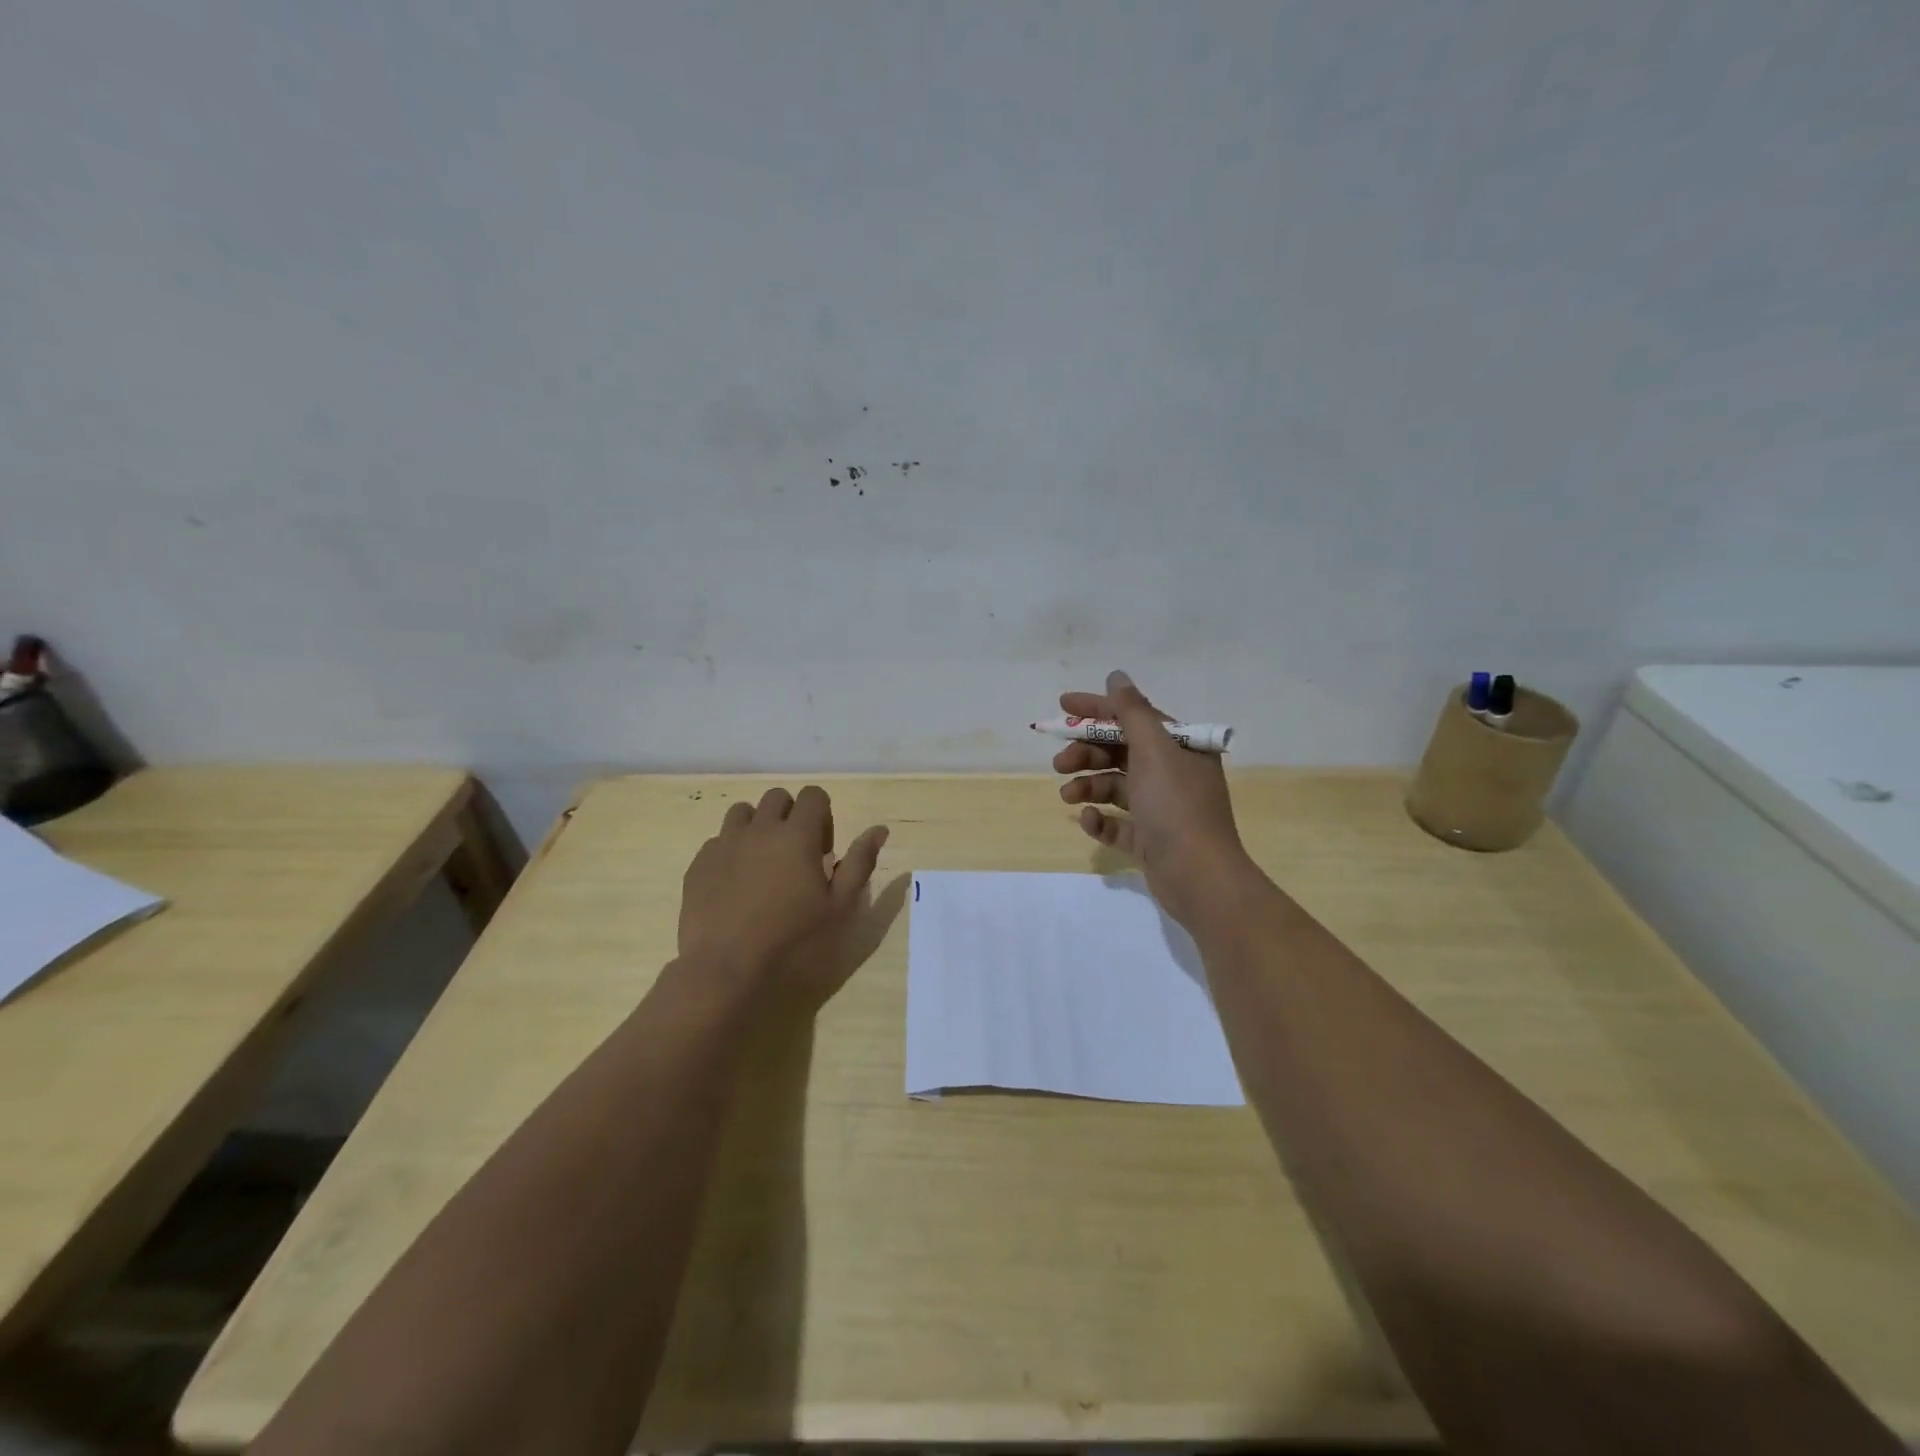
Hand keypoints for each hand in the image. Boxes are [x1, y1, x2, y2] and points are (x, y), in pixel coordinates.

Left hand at [678, 785, 888, 986]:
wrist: (726, 970)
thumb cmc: (793, 941)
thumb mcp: (840, 907)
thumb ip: (860, 863)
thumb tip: (878, 829)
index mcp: (797, 835)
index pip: (813, 795)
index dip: (822, 815)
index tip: (822, 851)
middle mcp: (759, 828)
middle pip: (777, 798)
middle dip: (791, 815)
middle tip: (795, 855)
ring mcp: (724, 844)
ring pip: (743, 812)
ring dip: (757, 826)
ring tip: (763, 862)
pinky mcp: (698, 864)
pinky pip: (717, 841)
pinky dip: (731, 851)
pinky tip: (735, 884)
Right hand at [1053, 670, 1251, 926]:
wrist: (1198, 876)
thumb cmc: (1175, 805)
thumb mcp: (1153, 750)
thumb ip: (1131, 711)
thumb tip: (1117, 676)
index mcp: (1179, 748)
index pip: (1133, 717)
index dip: (1097, 709)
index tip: (1062, 706)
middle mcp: (1172, 774)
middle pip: (1120, 752)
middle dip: (1087, 753)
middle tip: (1060, 763)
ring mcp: (1160, 809)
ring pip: (1115, 787)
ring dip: (1088, 785)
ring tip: (1067, 795)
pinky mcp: (1150, 840)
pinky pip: (1117, 823)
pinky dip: (1100, 819)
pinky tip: (1088, 819)